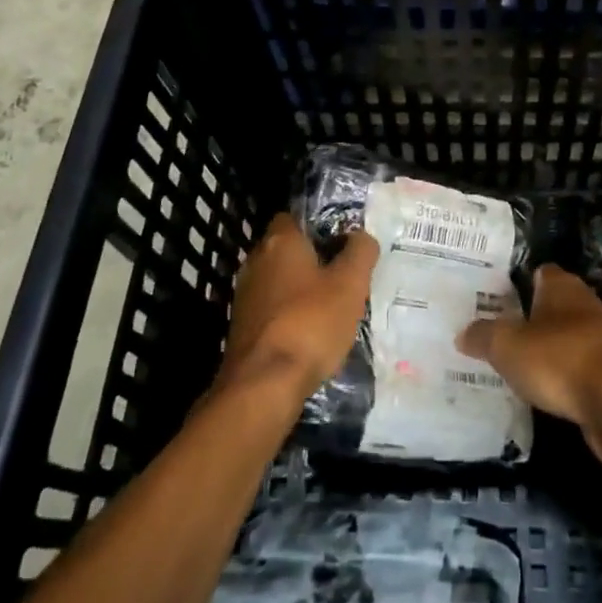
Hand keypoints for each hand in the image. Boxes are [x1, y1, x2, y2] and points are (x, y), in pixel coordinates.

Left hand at [218, 213, 378, 402]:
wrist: (263, 386)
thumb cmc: (310, 323)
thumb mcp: (350, 284)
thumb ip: (360, 252)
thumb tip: (360, 236)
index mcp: (280, 241)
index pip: (295, 216)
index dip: (320, 226)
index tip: (343, 243)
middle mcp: (256, 260)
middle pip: (287, 249)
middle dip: (312, 259)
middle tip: (343, 275)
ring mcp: (244, 296)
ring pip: (279, 280)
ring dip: (300, 289)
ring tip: (331, 306)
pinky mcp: (241, 327)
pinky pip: (271, 308)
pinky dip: (289, 314)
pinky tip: (309, 333)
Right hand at [457, 266, 601, 466]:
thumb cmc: (560, 358)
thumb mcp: (507, 346)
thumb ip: (483, 337)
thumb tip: (463, 333)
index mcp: (561, 287)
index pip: (539, 272)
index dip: (518, 282)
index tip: (494, 297)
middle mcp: (585, 305)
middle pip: (553, 306)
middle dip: (530, 319)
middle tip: (498, 333)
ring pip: (567, 340)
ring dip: (549, 352)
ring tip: (516, 367)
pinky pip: (580, 372)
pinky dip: (565, 380)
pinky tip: (545, 394)